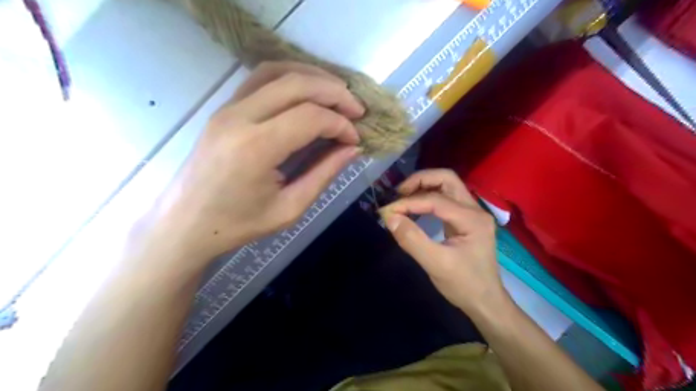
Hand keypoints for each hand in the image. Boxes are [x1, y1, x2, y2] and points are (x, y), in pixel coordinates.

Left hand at [151, 61, 363, 265]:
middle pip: (297, 84)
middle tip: (357, 110)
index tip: (356, 139)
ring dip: (313, 77)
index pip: (310, 117)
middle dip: (335, 93)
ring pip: (277, 71)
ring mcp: (227, 108)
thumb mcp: (290, 208)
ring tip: (337, 94)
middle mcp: (239, 117)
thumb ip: (324, 174)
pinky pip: (260, 78)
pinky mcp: (224, 108)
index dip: (340, 124)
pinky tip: (307, 91)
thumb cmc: (238, 224)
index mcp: (256, 148)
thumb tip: (353, 148)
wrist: (185, 223)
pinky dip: (290, 77)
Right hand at [382, 170, 508, 315]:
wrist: (486, 302)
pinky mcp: (466, 219)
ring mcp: (472, 213)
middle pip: (447, 179)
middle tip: (399, 193)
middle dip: (420, 181)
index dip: (409, 202)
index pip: (436, 200)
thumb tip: (390, 217)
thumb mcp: (436, 264)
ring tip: (403, 198)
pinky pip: (446, 198)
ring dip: (424, 187)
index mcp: (472, 219)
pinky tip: (415, 208)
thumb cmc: (464, 285)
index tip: (387, 211)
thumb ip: (412, 239)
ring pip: (447, 186)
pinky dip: (428, 197)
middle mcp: (475, 210)